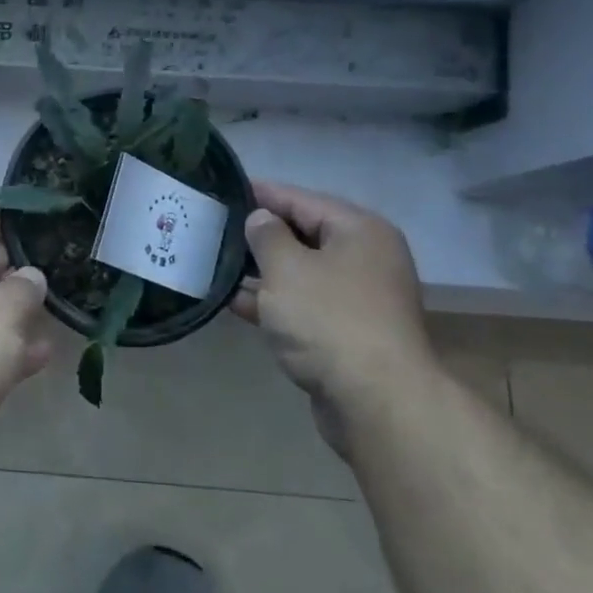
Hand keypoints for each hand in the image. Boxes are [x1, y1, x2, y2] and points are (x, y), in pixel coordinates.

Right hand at [231, 181, 431, 447]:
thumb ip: (267, 236)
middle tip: (216, 227)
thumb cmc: (329, 320)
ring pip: (301, 273)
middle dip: (260, 234)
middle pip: (305, 235)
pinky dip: (273, 302)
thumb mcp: (287, 268)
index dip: (263, 194)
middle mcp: (365, 259)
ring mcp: (358, 299)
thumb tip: (261, 219)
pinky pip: (303, 305)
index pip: (303, 200)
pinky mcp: (346, 334)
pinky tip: (234, 302)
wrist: (376, 402)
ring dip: (262, 271)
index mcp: (359, 231)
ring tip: (216, 262)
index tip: (226, 189)